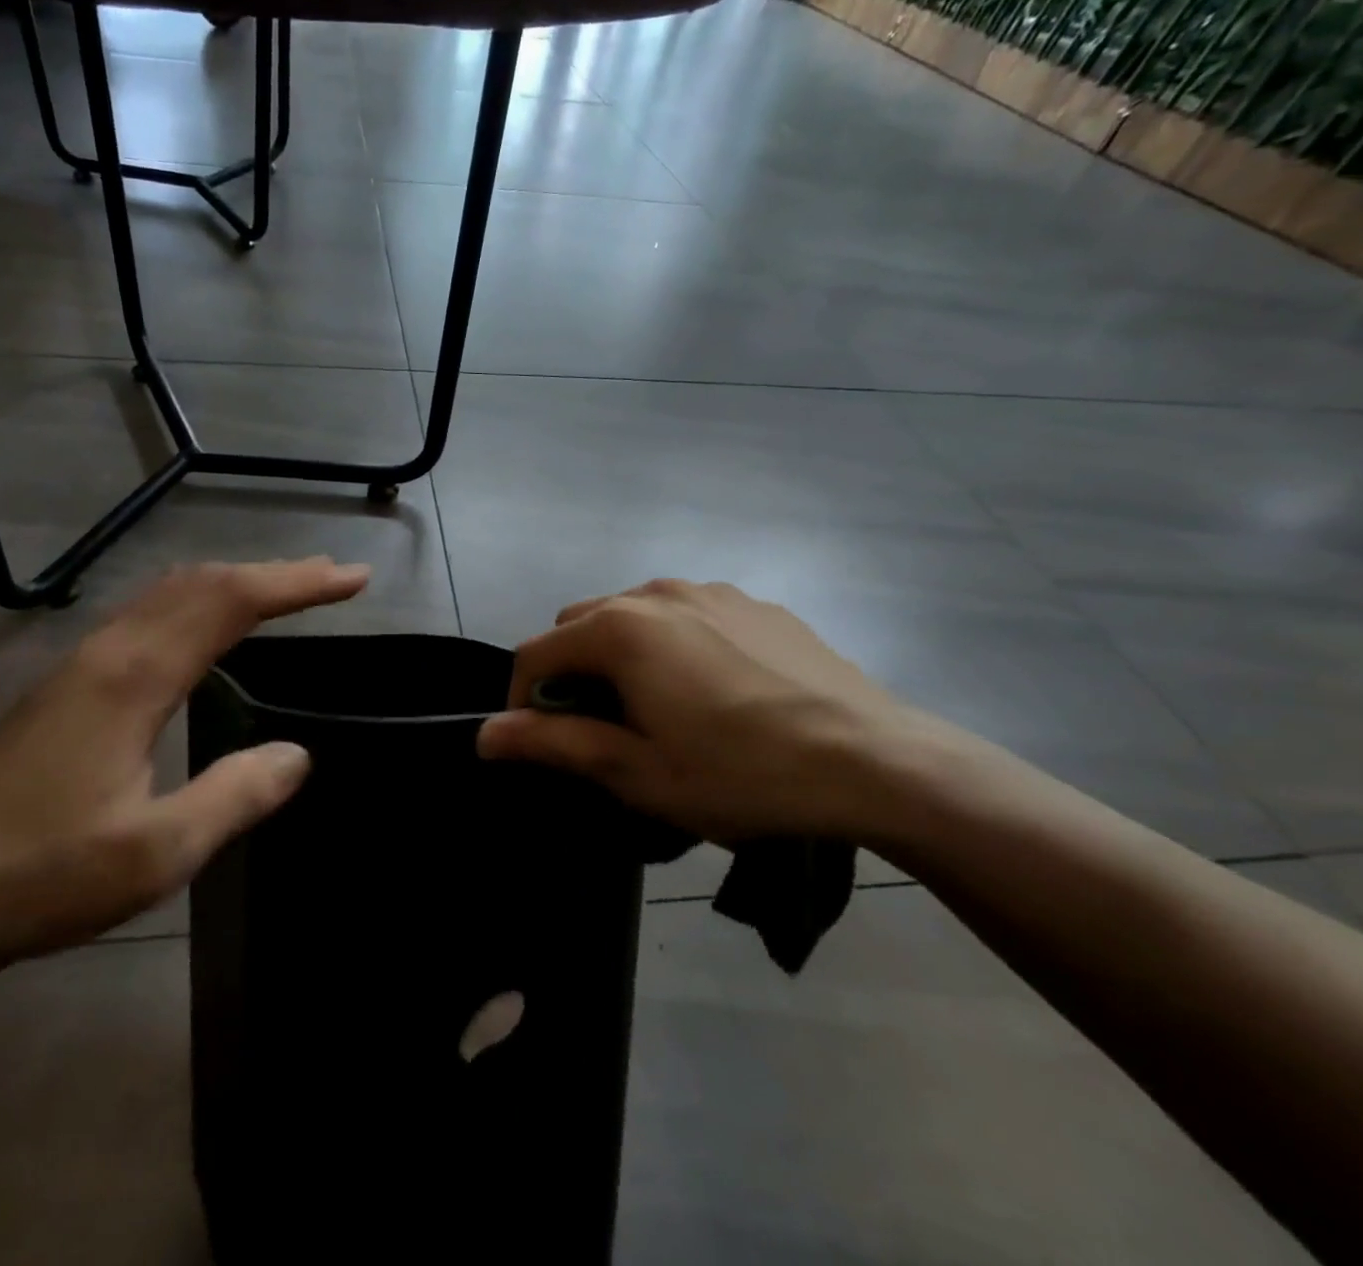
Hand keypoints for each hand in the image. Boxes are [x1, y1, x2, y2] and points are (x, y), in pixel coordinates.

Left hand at [0, 558, 368, 968]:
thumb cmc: (49, 874)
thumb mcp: (159, 852)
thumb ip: (235, 796)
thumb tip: (297, 755)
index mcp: (135, 678)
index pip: (231, 602)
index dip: (297, 584)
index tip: (350, 580)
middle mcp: (109, 651)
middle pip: (202, 583)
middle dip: (273, 572)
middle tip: (330, 577)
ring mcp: (81, 663)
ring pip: (169, 592)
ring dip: (233, 581)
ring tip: (283, 590)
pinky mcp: (67, 683)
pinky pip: (146, 613)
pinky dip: (197, 601)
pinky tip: (206, 627)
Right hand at [477, 579, 928, 846]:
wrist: (877, 762)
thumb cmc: (742, 773)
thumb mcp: (638, 772)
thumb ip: (554, 744)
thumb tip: (485, 735)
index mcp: (619, 628)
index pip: (535, 655)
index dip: (523, 702)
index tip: (544, 746)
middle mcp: (655, 591)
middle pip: (579, 626)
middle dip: (572, 673)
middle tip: (604, 730)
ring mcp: (709, 590)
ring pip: (631, 614)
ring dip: (619, 655)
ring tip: (658, 709)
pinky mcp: (752, 602)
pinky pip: (685, 614)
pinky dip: (671, 644)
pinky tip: (714, 692)